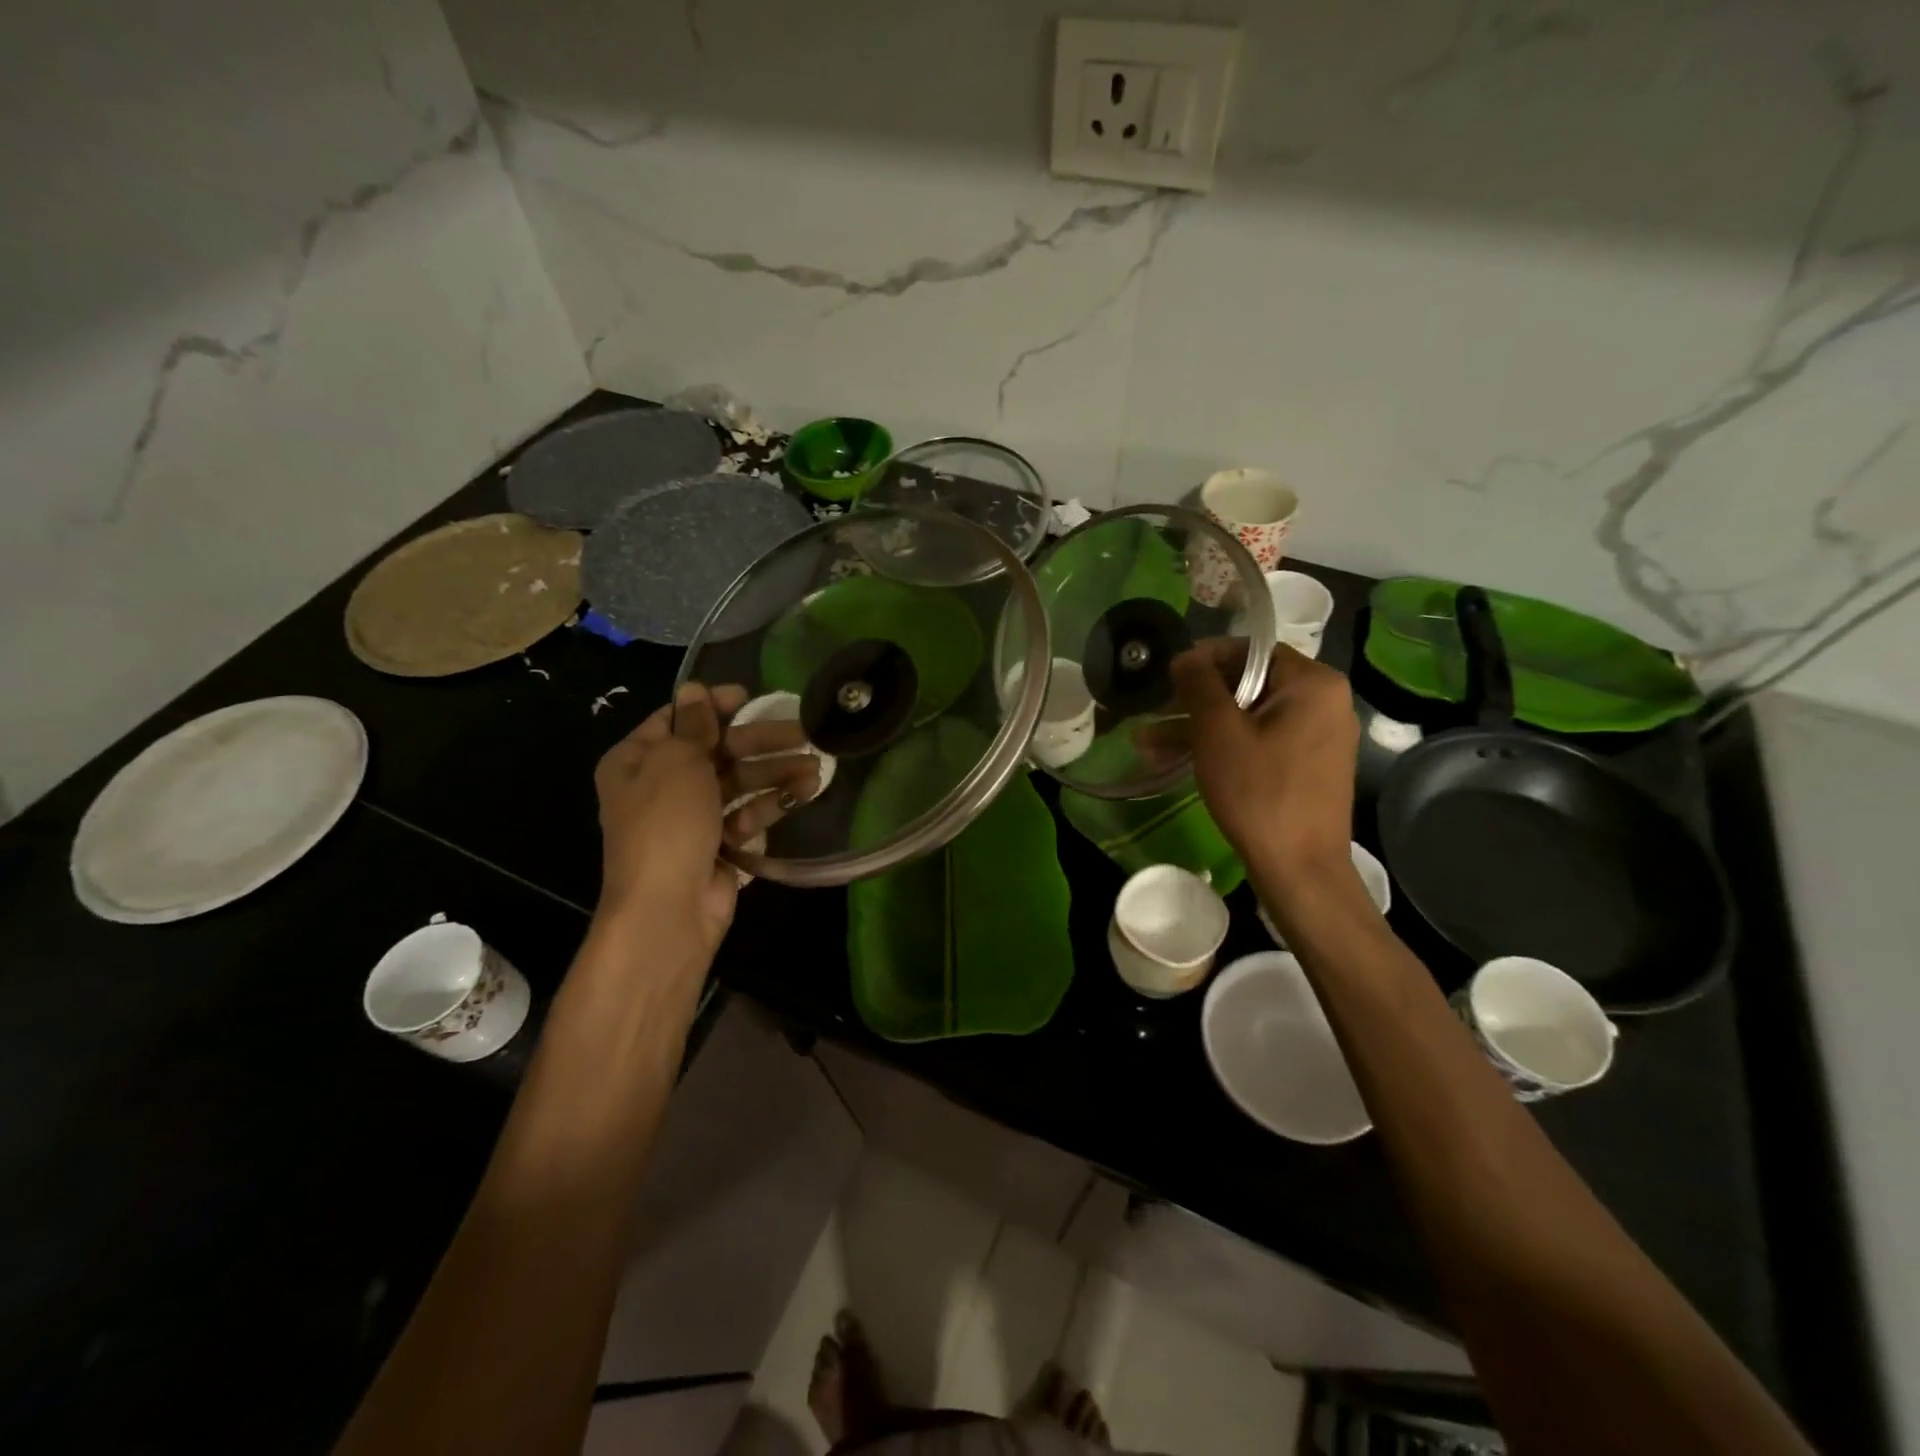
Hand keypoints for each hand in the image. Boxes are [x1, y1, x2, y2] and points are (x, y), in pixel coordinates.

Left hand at [592, 683, 819, 958]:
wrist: (667, 908)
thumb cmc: (666, 823)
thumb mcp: (678, 761)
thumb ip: (694, 724)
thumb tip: (695, 689)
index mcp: (636, 760)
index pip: (675, 719)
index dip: (712, 705)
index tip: (750, 697)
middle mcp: (659, 785)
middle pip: (716, 751)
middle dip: (759, 741)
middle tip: (803, 732)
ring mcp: (689, 818)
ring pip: (736, 783)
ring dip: (774, 772)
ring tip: (815, 767)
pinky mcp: (716, 845)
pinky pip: (745, 814)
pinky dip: (770, 804)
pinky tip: (803, 793)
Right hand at [1170, 639, 1358, 878]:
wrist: (1300, 868)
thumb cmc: (1259, 792)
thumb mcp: (1218, 732)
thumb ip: (1199, 684)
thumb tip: (1186, 656)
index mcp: (1313, 683)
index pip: (1251, 650)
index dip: (1203, 660)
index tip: (1167, 678)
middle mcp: (1323, 702)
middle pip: (1247, 685)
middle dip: (1192, 702)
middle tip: (1152, 712)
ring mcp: (1317, 736)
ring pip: (1247, 717)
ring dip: (1197, 728)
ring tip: (1145, 744)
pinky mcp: (1306, 765)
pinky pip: (1259, 741)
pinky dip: (1222, 747)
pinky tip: (1176, 760)